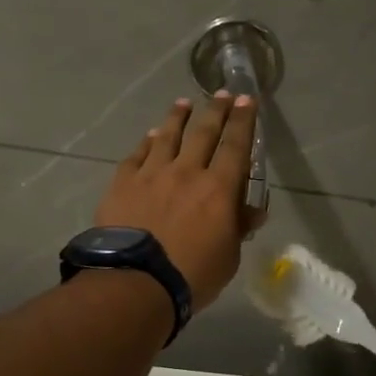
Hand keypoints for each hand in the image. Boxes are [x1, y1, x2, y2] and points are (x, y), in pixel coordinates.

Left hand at [95, 93, 259, 309]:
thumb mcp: (228, 256)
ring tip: (184, 103)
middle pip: (204, 132)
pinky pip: (137, 155)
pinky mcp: (123, 183)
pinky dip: (146, 142)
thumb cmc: (191, 275)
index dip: (243, 121)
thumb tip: (253, 211)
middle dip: (216, 110)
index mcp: (218, 188)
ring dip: (178, 117)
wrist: (135, 281)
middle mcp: (187, 171)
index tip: (247, 100)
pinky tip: (149, 135)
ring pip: (167, 136)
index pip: (236, 146)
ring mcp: (152, 174)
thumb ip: (238, 227)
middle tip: (222, 93)